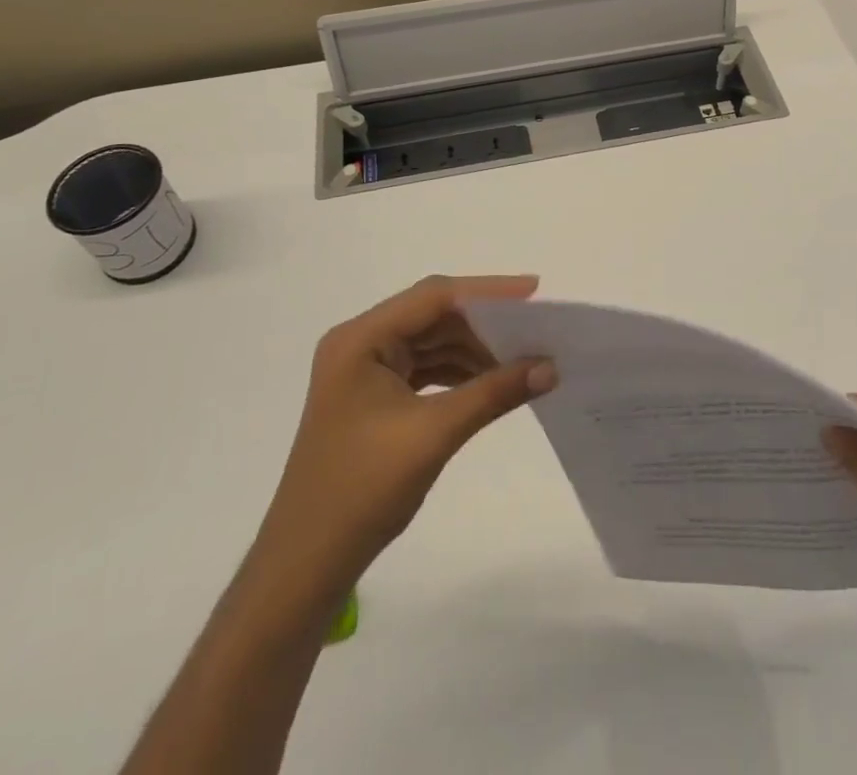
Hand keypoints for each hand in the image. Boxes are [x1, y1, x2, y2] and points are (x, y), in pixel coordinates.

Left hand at [253, 274, 557, 591]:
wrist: (305, 565)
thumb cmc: (362, 491)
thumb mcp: (434, 435)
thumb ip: (494, 393)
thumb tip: (550, 367)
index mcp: (361, 338)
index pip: (433, 298)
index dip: (487, 291)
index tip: (534, 292)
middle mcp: (360, 343)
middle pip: (433, 316)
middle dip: (484, 322)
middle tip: (535, 328)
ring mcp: (364, 370)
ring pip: (431, 342)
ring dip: (474, 348)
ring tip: (522, 356)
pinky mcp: (373, 396)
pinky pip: (424, 368)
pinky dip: (458, 372)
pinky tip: (491, 381)